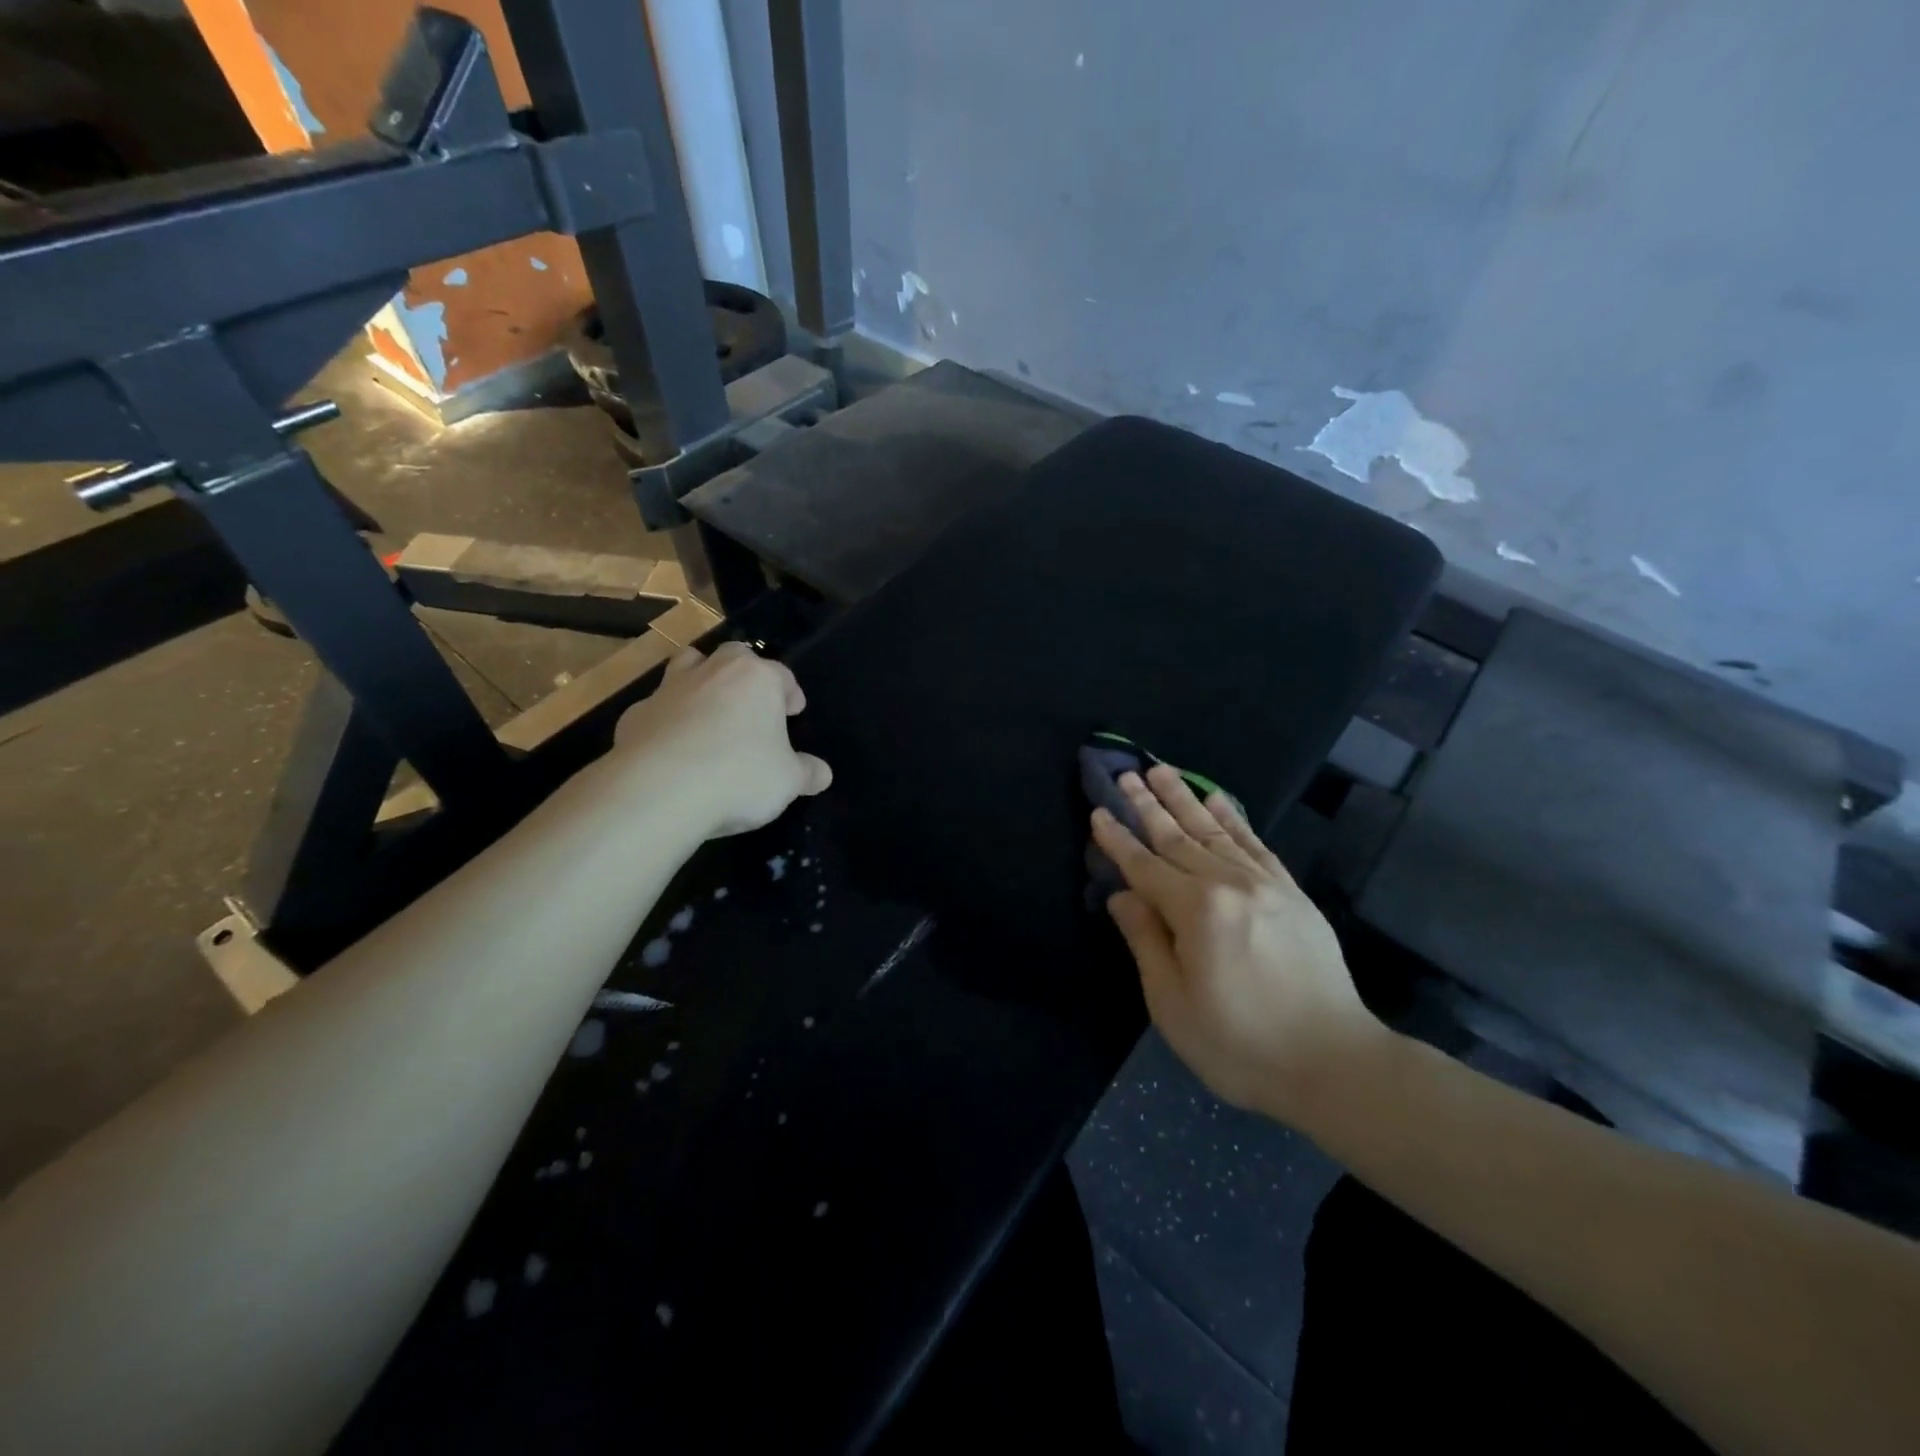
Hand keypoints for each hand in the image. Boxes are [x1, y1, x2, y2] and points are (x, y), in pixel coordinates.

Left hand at [611, 641, 831, 837]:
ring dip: (700, 680)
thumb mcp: (788, 781)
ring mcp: (669, 689)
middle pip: (734, 655)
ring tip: (708, 710)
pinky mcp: (635, 715)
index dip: (791, 694)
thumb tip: (823, 773)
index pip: (782, 676)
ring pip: (688, 666)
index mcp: (757, 679)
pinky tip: (671, 748)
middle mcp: (713, 672)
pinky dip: (667, 720)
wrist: (658, 790)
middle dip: (745, 673)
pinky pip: (657, 709)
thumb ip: (807, 773)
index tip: (794, 712)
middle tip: (752, 703)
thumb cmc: (739, 776)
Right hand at [1091, 765, 1386, 1126]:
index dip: (1118, 840)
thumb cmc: (1240, 1044)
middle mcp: (1230, 884)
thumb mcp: (1173, 1004)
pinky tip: (1218, 799)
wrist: (1335, 1064)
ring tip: (1161, 771)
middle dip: (1148, 805)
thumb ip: (1146, 941)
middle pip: (1178, 838)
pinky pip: (1256, 844)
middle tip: (1126, 775)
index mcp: (1197, 911)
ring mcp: (1266, 884)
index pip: (1145, 866)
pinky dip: (1234, 818)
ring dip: (1185, 799)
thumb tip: (1122, 895)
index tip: (1098, 811)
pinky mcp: (1292, 893)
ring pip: (1215, 831)